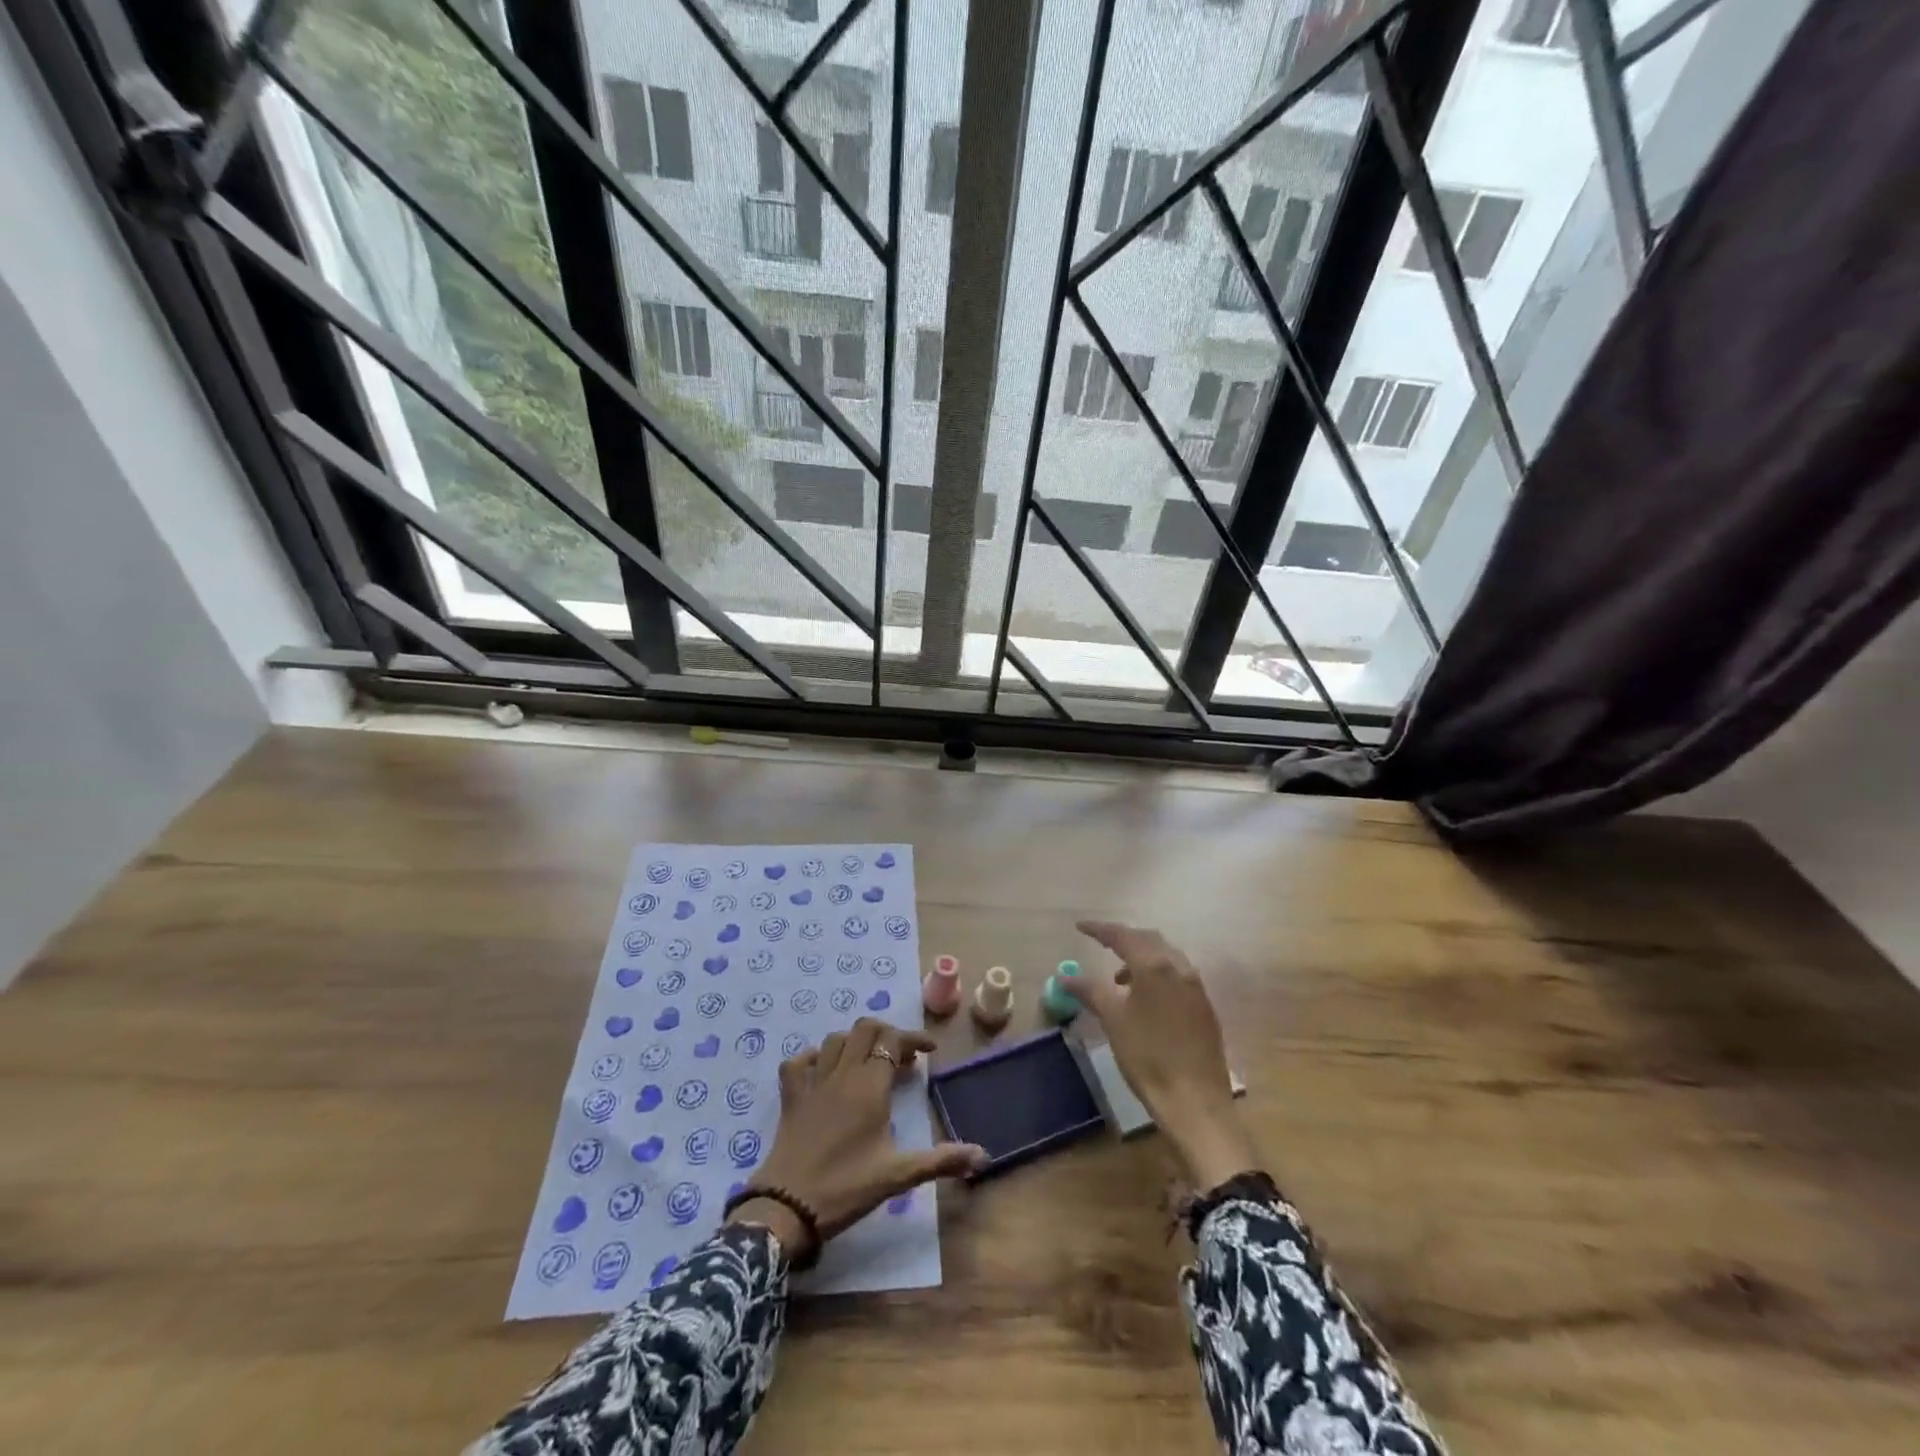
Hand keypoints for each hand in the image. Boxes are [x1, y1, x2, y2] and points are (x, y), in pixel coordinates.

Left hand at [733, 1018, 985, 1257]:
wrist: (788, 1207)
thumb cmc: (847, 1187)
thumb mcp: (898, 1175)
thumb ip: (940, 1161)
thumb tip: (982, 1156)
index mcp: (870, 1086)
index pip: (893, 1040)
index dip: (913, 1039)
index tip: (929, 1051)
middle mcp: (842, 1074)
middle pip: (864, 1029)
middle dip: (886, 1034)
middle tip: (901, 1059)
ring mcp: (813, 1082)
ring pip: (835, 1040)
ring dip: (855, 1042)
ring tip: (869, 1062)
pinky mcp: (791, 1097)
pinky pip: (798, 1062)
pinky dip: (813, 1058)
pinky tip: (824, 1071)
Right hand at [1064, 922, 1260, 1188]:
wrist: (1196, 1102)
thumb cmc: (1148, 1057)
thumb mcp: (1113, 1020)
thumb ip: (1089, 990)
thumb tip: (1065, 976)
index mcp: (1155, 965)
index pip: (1123, 936)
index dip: (1099, 929)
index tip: (1080, 926)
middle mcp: (1180, 967)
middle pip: (1148, 940)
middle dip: (1124, 938)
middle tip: (1101, 944)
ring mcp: (1196, 987)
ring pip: (1166, 957)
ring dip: (1141, 958)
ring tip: (1119, 978)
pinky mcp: (1205, 1007)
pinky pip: (1177, 975)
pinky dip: (1157, 974)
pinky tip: (1145, 998)